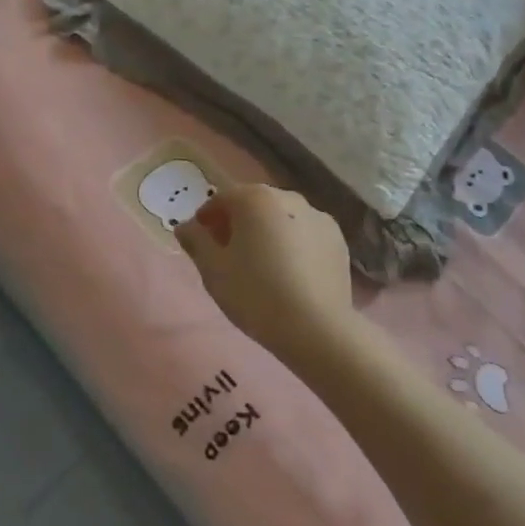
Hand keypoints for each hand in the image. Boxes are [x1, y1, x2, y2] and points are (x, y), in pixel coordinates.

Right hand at [174, 184, 355, 368]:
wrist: (316, 328)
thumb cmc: (255, 294)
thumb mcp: (213, 270)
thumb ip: (196, 242)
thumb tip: (186, 227)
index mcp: (254, 198)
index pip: (221, 199)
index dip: (206, 219)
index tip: (200, 243)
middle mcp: (288, 197)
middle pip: (254, 205)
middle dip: (238, 224)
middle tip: (228, 255)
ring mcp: (318, 217)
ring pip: (282, 219)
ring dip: (268, 233)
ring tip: (262, 267)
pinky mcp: (338, 241)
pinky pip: (305, 236)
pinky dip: (294, 246)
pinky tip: (290, 275)